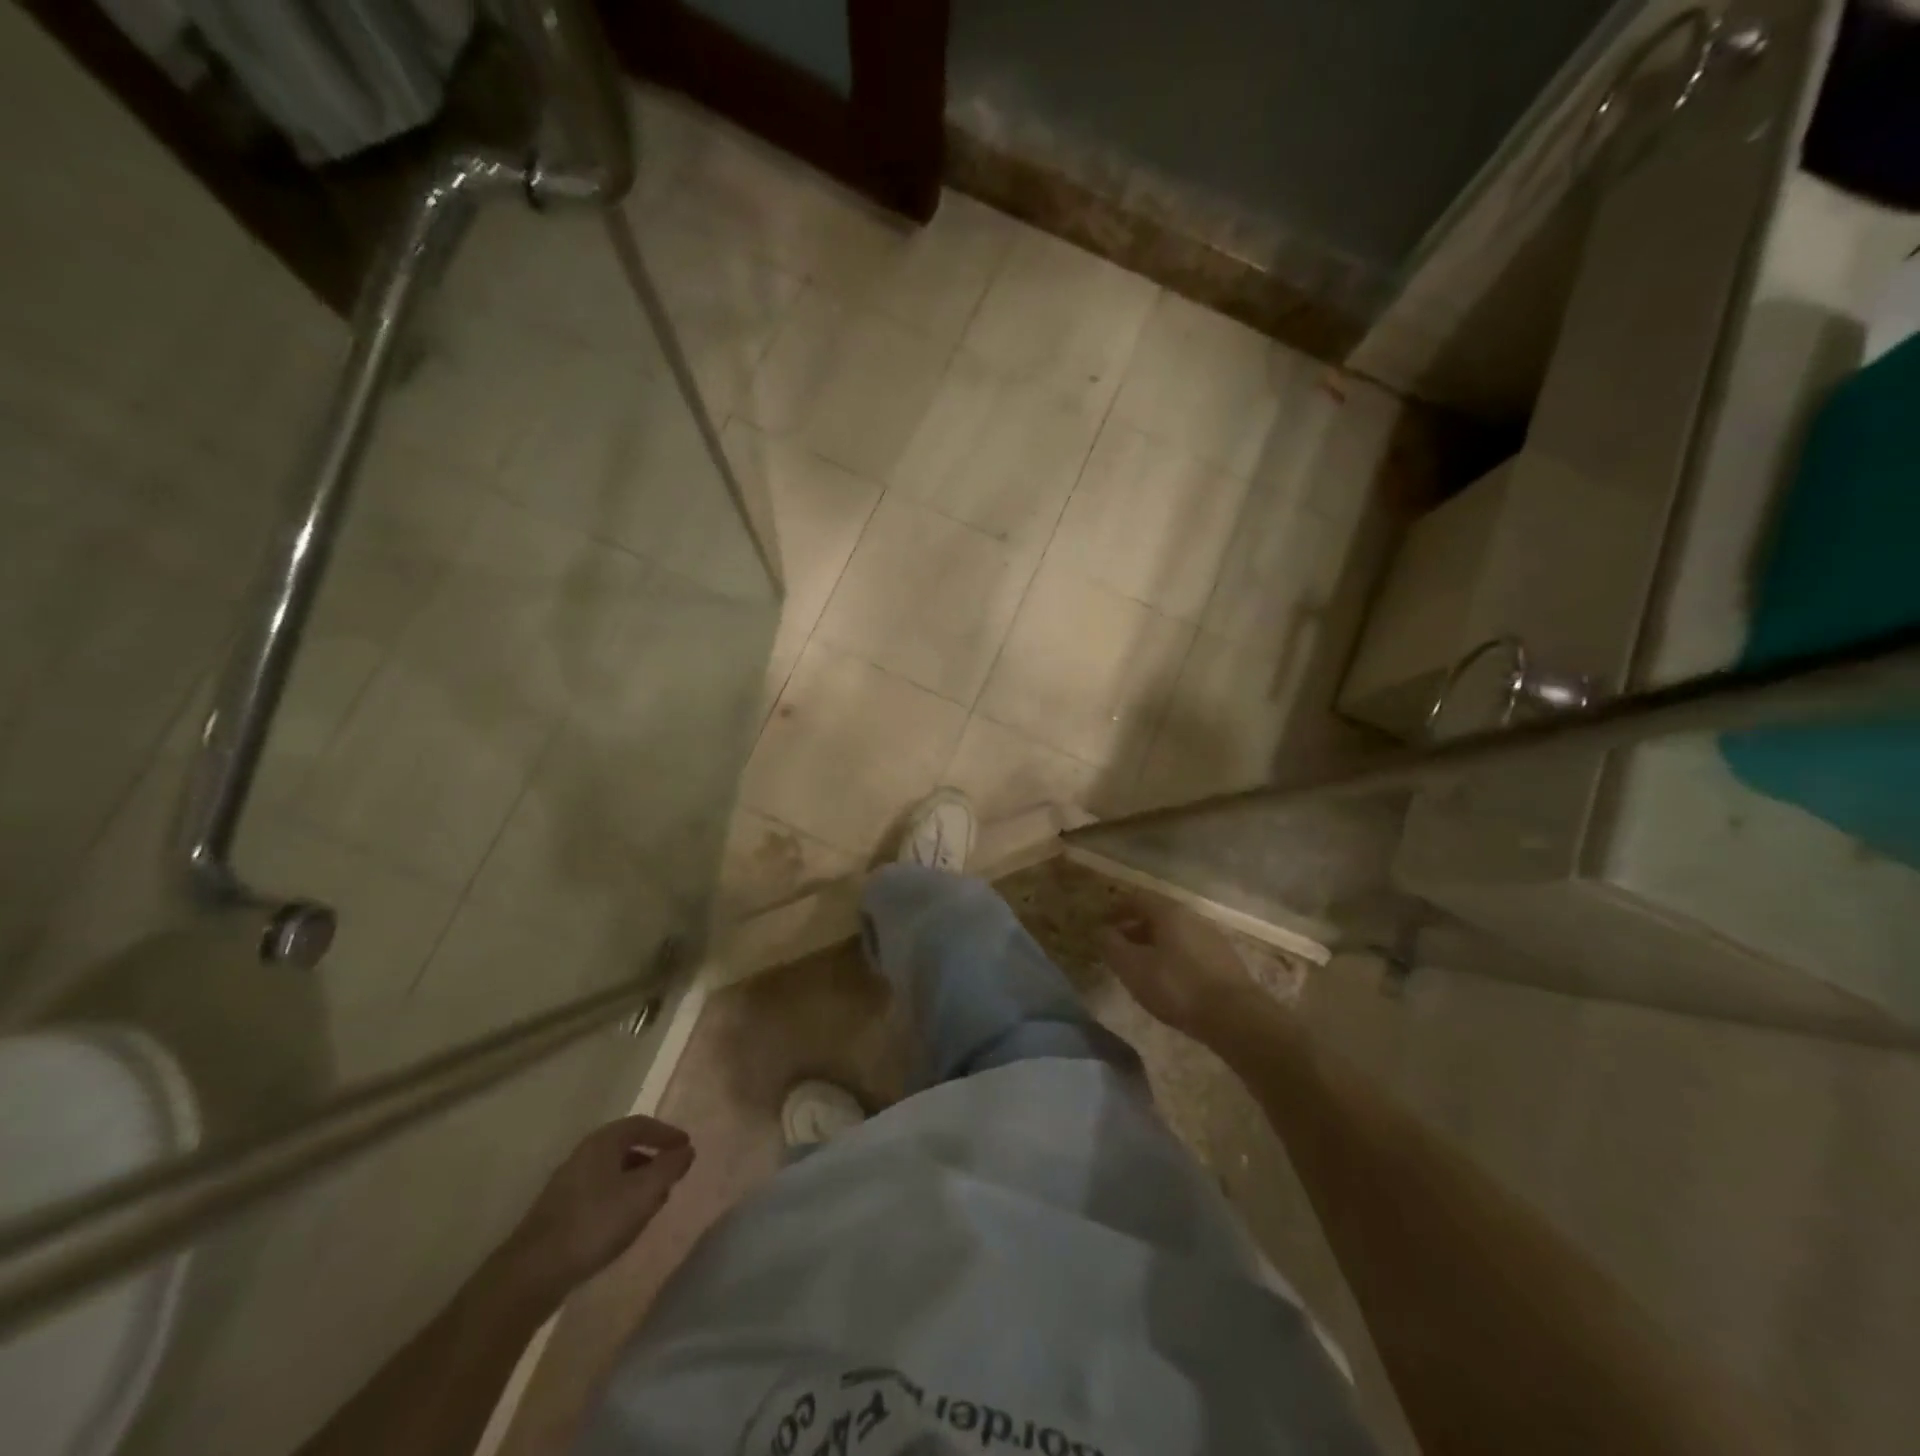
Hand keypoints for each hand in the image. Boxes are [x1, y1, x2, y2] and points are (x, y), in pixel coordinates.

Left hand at [492, 1115, 694, 1310]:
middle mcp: (583, 1155)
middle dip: (651, 1158)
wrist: (532, 1273)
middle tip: (670, 1175)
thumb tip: (686, 1150)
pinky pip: (598, 1193)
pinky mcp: (557, 1212)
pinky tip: (623, 1223)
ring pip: (611, 1172)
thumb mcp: (644, 1193)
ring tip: (651, 1202)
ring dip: (635, 1181)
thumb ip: (669, 1167)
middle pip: (625, 1147)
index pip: (641, 1124)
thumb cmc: (595, 1222)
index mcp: (603, 1142)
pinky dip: (618, 1199)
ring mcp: (566, 1184)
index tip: (686, 1147)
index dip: (667, 1134)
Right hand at [1099, 894, 1268, 1044]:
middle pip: (1156, 914)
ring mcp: (1212, 938)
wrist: (1236, 1017)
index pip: (1137, 898)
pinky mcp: (1224, 961)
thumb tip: (1100, 931)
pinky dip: (1171, 957)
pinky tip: (1168, 980)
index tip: (1101, 924)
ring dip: (1153, 944)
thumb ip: (1112, 946)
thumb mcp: (1133, 967)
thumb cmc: (1178, 986)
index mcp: (1169, 912)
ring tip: (1140, 967)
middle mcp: (1192, 917)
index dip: (1116, 908)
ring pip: (1174, 933)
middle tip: (1117, 947)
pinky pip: (1189, 950)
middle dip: (1133, 928)